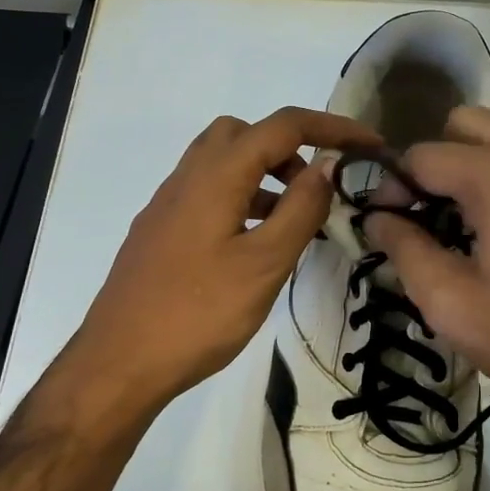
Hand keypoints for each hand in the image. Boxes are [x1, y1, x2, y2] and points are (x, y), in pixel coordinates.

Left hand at [56, 106, 379, 422]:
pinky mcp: (161, 232)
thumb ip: (300, 209)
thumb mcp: (265, 263)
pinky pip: (208, 193)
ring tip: (294, 220)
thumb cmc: (199, 314)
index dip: (332, 127)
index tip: (370, 145)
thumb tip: (326, 165)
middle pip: (244, 133)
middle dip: (289, 147)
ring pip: (223, 163)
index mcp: (216, 176)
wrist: (119, 364)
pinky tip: (254, 244)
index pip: (282, 126)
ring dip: (265, 175)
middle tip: (317, 186)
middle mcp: (187, 178)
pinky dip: (241, 198)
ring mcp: (168, 205)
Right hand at [363, 107, 489, 464]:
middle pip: (468, 123)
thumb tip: (376, 217)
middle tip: (430, 212)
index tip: (388, 221)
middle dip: (438, 159)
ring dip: (483, 157)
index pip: (424, 155)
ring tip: (476, 212)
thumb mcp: (449, 303)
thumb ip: (404, 249)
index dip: (394, 185)